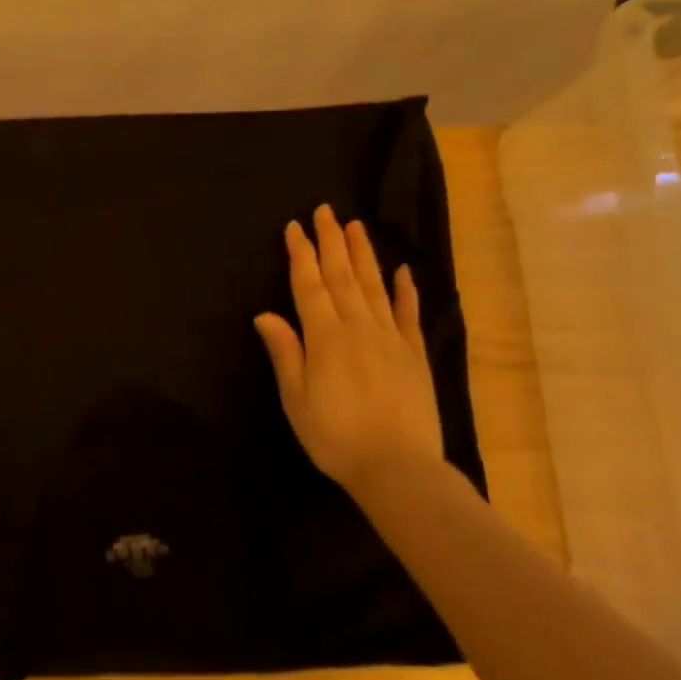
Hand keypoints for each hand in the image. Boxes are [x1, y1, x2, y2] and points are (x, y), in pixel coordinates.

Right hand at [254, 205, 444, 498]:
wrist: (399, 468)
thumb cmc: (335, 436)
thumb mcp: (296, 398)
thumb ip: (285, 352)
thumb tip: (266, 314)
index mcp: (325, 337)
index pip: (309, 285)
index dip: (301, 254)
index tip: (295, 227)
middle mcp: (359, 327)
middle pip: (342, 276)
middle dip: (331, 242)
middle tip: (326, 211)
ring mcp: (391, 338)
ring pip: (375, 286)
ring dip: (363, 254)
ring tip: (356, 226)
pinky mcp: (415, 354)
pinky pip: (409, 314)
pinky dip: (406, 290)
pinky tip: (403, 271)